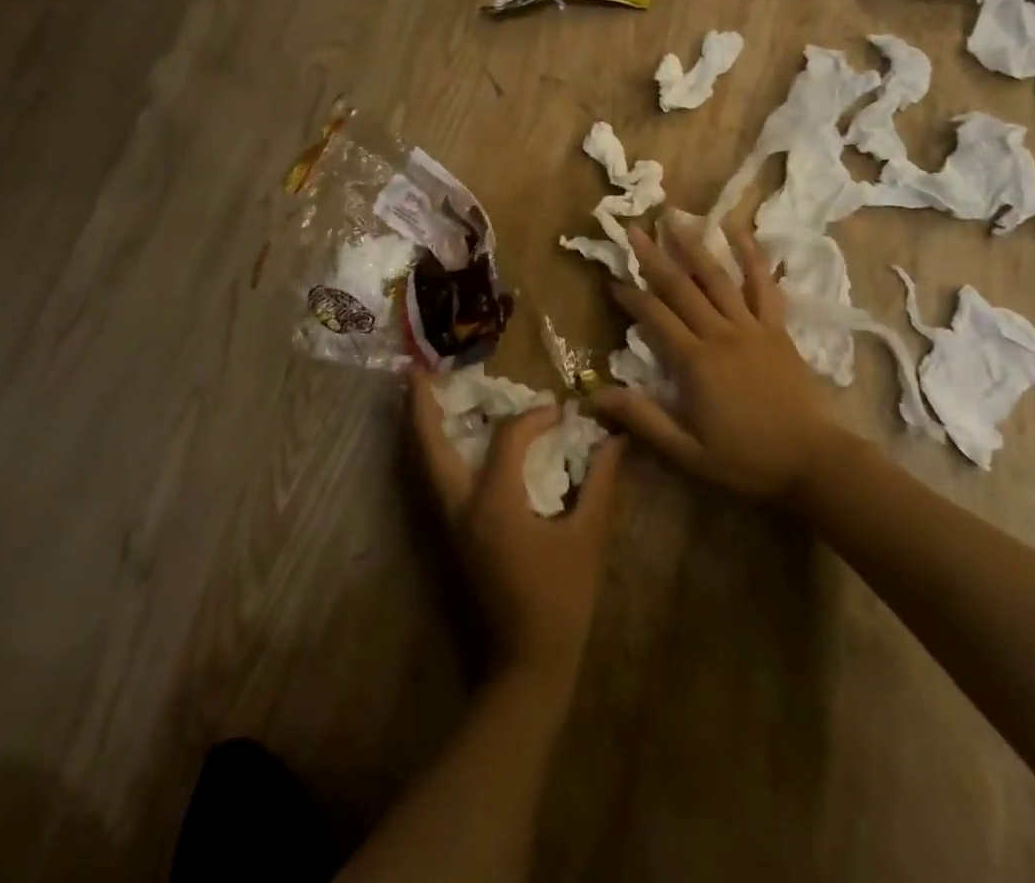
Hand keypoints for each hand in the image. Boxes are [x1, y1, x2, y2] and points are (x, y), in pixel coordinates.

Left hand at [409, 374, 624, 686]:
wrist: (528, 664)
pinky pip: (437, 483)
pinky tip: (449, 442)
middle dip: (422, 407)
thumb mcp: (589, 537)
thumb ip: (602, 483)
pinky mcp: (453, 537)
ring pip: (426, 467)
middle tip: (417, 370)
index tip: (561, 413)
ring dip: (423, 429)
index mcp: (495, 503)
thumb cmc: (562, 599)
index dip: (535, 418)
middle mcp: (462, 507)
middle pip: (431, 447)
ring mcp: (451, 525)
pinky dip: (436, 454)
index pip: (509, 438)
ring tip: (422, 396)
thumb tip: (616, 439)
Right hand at [595, 215, 835, 501]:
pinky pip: (763, 286)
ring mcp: (752, 327)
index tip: (612, 281)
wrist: (813, 461)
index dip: (631, 297)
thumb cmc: (747, 460)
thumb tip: (597, 395)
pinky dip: (752, 257)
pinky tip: (740, 232)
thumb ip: (644, 420)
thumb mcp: (688, 452)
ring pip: (718, 278)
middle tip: (633, 229)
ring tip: (676, 218)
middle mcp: (721, 334)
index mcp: (696, 363)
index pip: (655, 318)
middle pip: (681, 287)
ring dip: (694, 246)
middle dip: (654, 257)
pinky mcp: (777, 328)